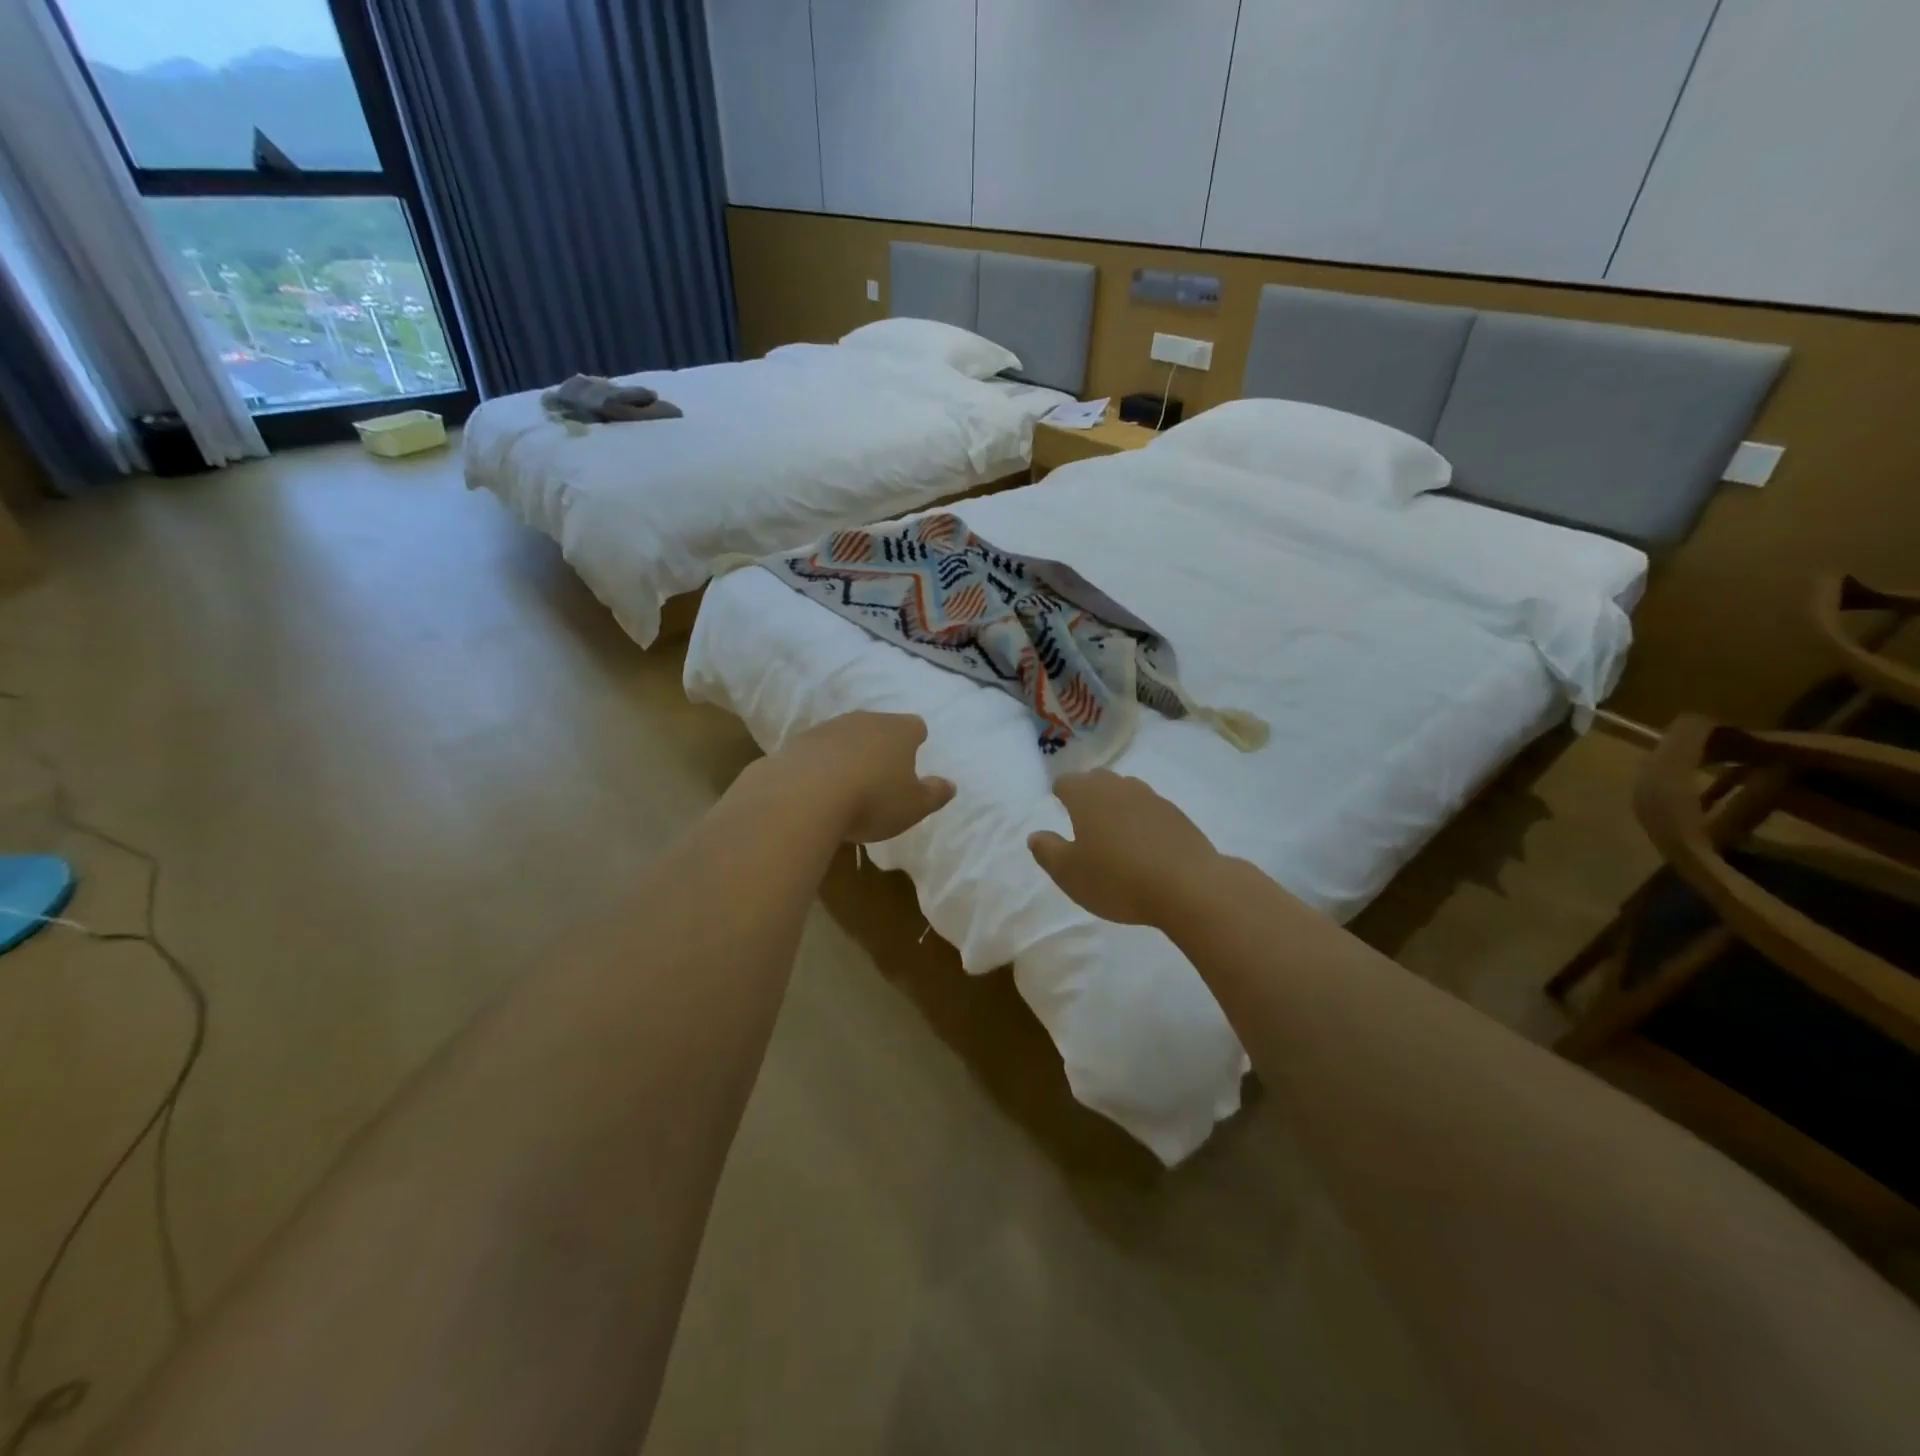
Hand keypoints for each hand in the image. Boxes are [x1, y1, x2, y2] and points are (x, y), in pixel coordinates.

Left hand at [777, 712, 955, 843]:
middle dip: (881, 745)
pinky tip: (817, 789)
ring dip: (848, 754)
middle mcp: (864, 720)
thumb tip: (950, 784)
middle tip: (882, 774)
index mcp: (899, 731)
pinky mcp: (796, 743)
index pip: (915, 726)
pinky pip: (816, 751)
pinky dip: (819, 765)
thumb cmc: (872, 800)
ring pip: (845, 736)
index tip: (913, 758)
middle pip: (878, 726)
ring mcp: (827, 728)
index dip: (916, 740)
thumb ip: (935, 794)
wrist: (802, 796)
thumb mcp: (914, 806)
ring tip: (847, 785)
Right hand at [1028, 770, 1220, 926]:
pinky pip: (1150, 809)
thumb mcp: (1069, 873)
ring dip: (1116, 804)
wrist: (1188, 887)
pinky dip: (1141, 820)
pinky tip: (1144, 845)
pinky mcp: (1177, 816)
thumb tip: (1036, 835)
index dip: (1060, 793)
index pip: (1066, 781)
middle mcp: (1119, 787)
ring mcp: (1152, 798)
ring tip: (1113, 830)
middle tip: (1082, 817)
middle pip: (1098, 780)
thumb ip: (1047, 851)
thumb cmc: (1118, 879)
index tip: (1057, 806)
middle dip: (1087, 793)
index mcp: (1088, 796)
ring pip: (1126, 791)